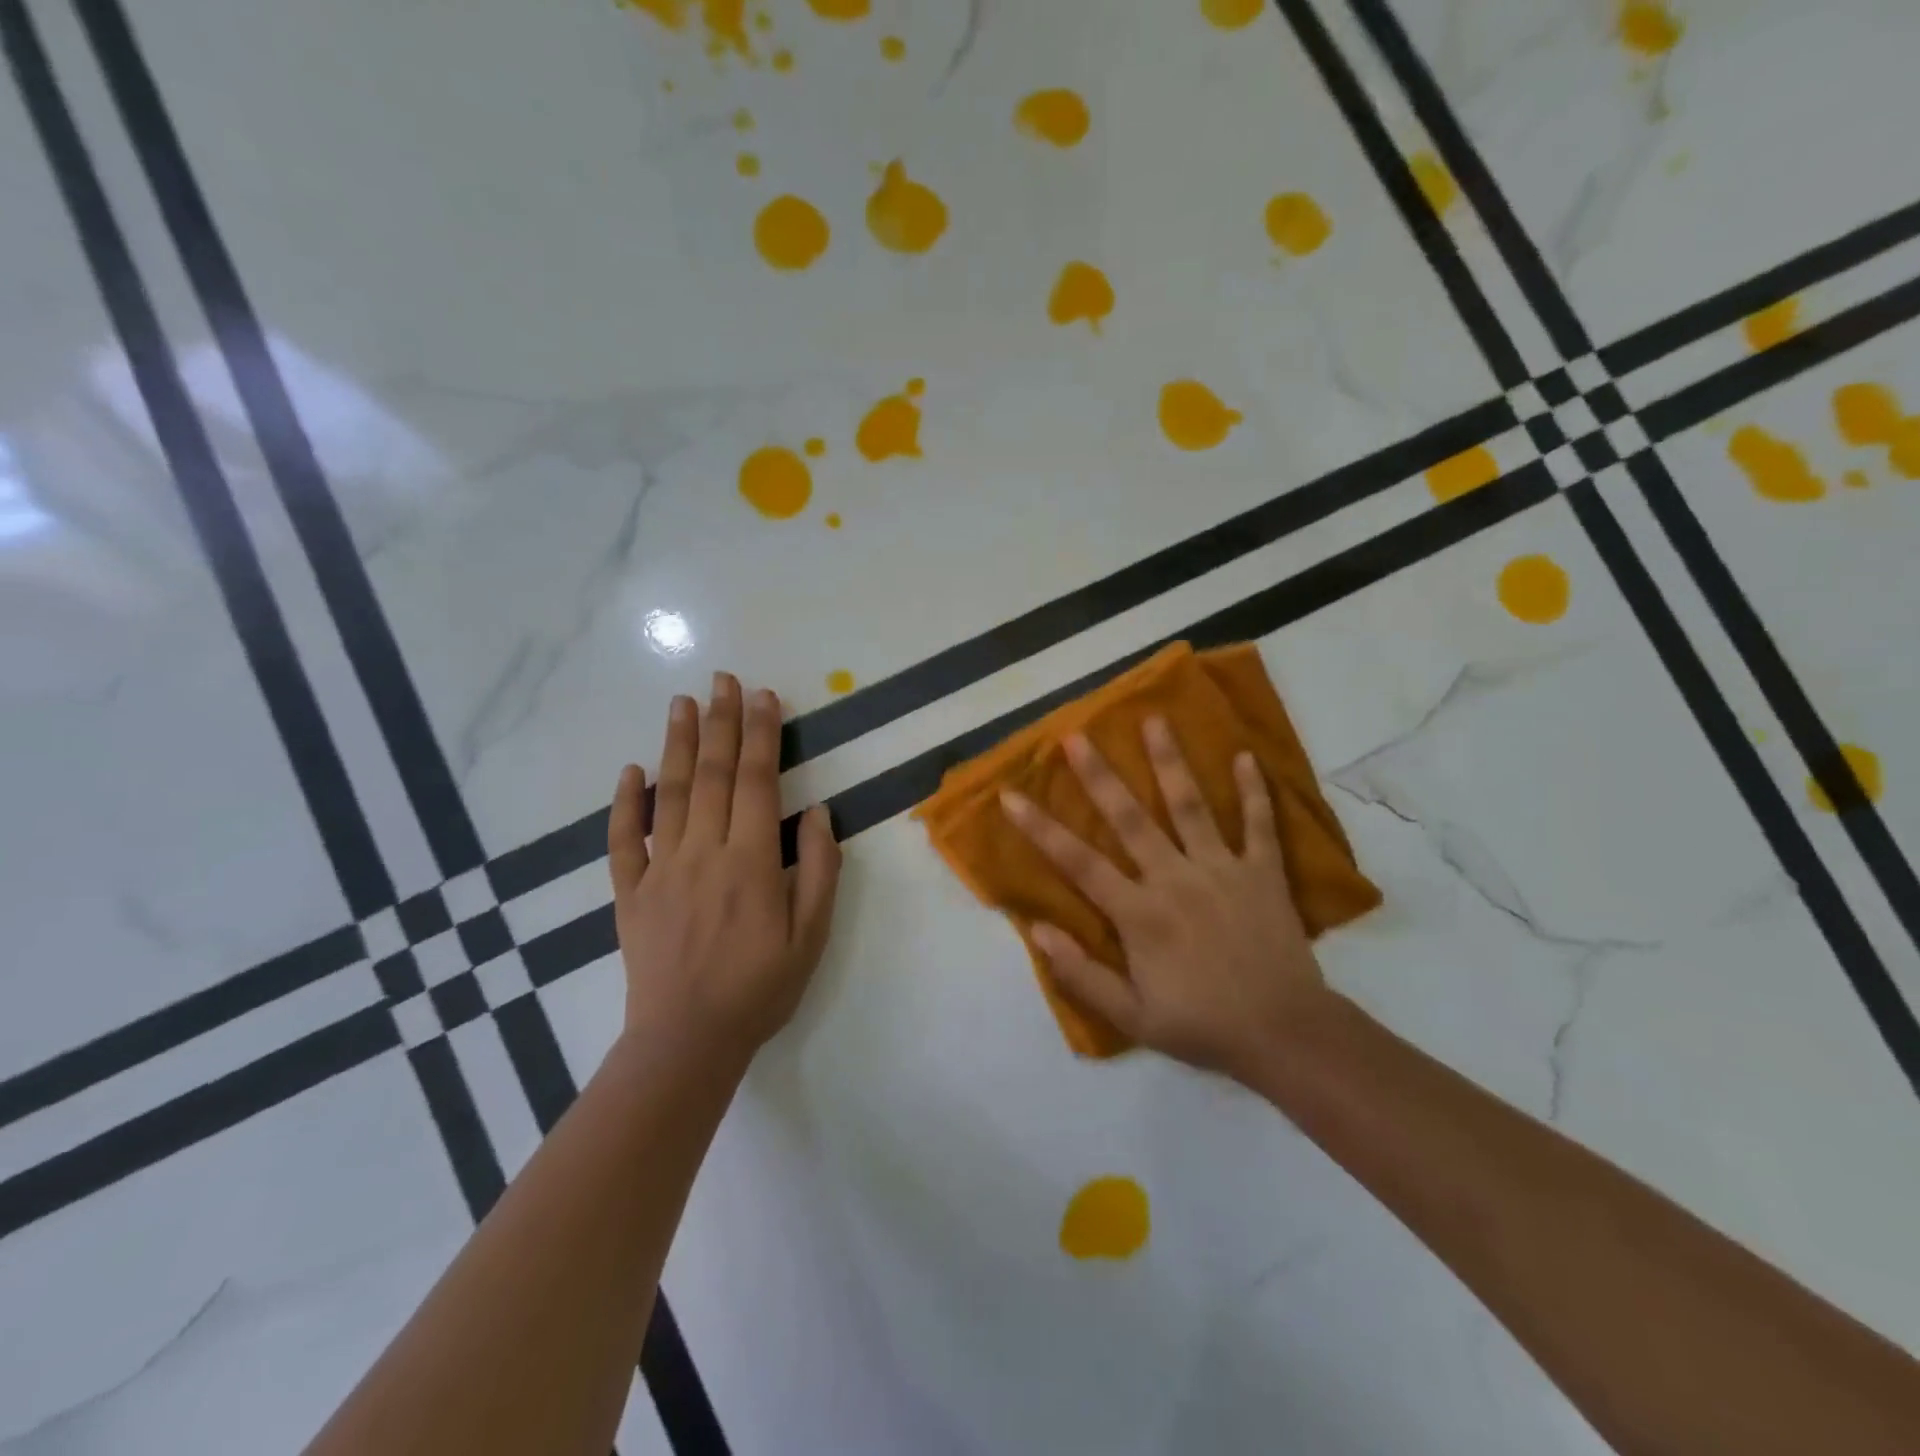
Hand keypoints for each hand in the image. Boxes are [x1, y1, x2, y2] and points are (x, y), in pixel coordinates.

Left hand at [608, 672, 841, 1060]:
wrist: (686, 1043)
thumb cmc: (759, 989)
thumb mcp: (811, 936)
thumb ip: (818, 870)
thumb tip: (816, 811)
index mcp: (750, 862)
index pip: (755, 781)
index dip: (761, 735)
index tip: (764, 696)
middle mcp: (702, 853)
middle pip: (711, 774)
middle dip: (721, 722)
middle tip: (723, 679)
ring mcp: (660, 870)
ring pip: (668, 794)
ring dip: (676, 744)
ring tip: (682, 702)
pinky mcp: (630, 893)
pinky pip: (622, 840)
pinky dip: (624, 802)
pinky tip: (630, 771)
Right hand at [1001, 718, 1332, 1081]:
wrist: (1285, 1035)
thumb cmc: (1202, 1026)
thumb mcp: (1132, 1018)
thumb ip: (1081, 974)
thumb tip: (1036, 930)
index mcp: (1140, 913)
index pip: (1078, 862)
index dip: (1040, 828)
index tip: (1011, 795)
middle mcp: (1175, 879)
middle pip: (1130, 819)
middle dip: (1100, 776)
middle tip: (1077, 736)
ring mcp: (1222, 870)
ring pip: (1191, 807)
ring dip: (1170, 762)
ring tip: (1155, 720)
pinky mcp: (1263, 873)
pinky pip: (1259, 825)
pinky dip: (1254, 791)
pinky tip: (1246, 757)